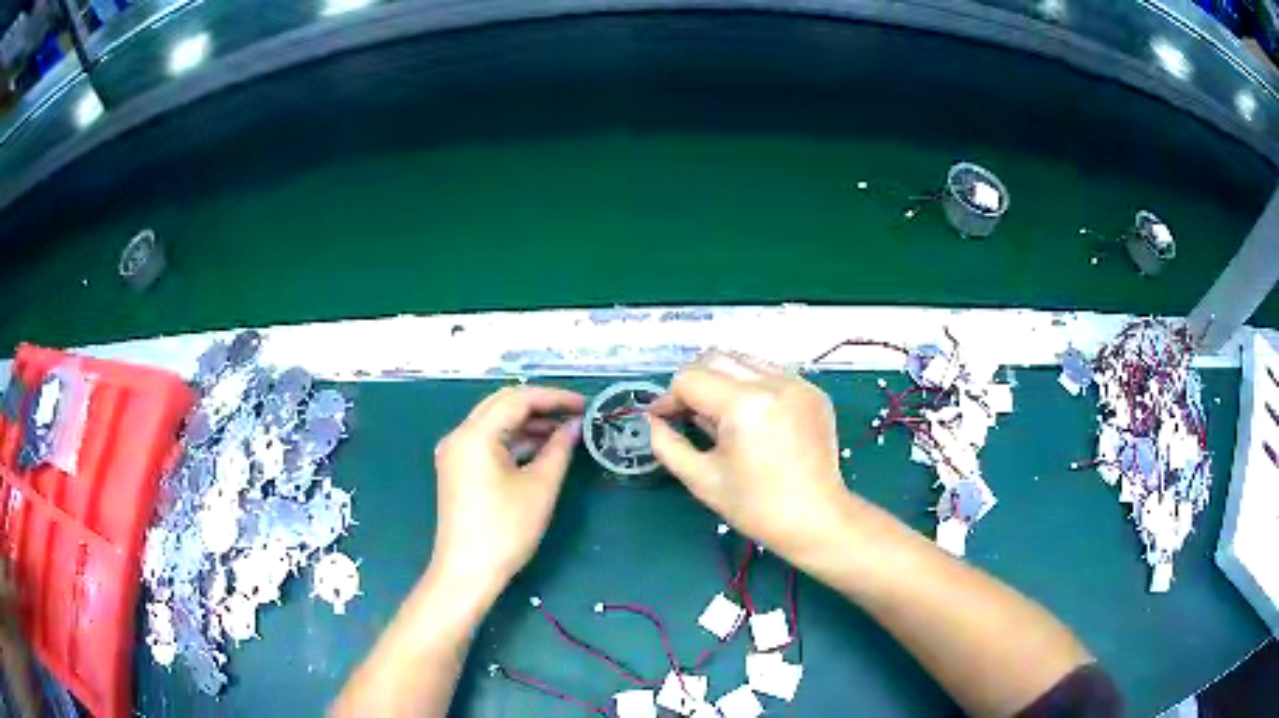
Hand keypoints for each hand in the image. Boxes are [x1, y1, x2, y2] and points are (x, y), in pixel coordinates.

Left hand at [430, 386, 584, 590]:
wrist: (468, 571)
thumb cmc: (506, 529)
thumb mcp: (540, 487)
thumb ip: (559, 449)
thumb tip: (575, 426)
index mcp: (475, 434)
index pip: (518, 399)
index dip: (554, 398)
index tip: (585, 405)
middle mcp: (459, 435)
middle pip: (502, 404)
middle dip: (541, 406)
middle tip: (576, 414)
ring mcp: (455, 452)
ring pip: (495, 422)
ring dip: (528, 423)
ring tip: (565, 431)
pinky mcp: (458, 468)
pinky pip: (488, 442)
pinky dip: (514, 440)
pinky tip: (541, 448)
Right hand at [647, 350, 850, 558]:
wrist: (816, 519)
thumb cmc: (756, 507)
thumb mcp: (702, 479)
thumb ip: (667, 445)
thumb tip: (652, 420)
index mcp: (744, 405)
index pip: (690, 379)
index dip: (669, 398)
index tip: (662, 419)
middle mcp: (773, 382)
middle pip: (715, 358)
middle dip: (693, 383)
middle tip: (687, 414)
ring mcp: (798, 383)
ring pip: (744, 360)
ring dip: (722, 379)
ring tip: (720, 416)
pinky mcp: (813, 391)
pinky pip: (771, 373)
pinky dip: (751, 385)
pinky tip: (752, 418)